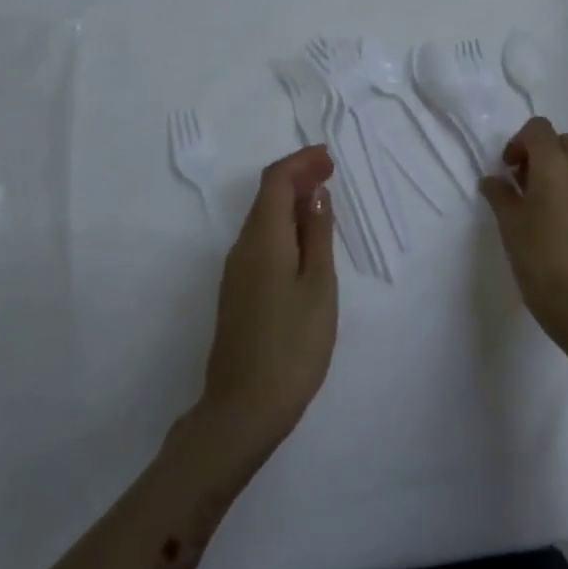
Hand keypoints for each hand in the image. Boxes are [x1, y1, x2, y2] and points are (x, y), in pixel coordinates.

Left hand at [200, 145, 338, 457]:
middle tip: (331, 172)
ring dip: (291, 201)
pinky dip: (284, 226)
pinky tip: (306, 241)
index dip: (301, 162)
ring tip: (324, 201)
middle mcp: (243, 247)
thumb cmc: (293, 346)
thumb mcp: (318, 287)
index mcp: (263, 239)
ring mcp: (236, 271)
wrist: (243, 410)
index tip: (329, 158)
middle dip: (298, 177)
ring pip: (263, 218)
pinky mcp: (238, 291)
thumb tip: (315, 196)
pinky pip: (261, 241)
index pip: (276, 180)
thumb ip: (317, 236)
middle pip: (266, 196)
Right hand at [480, 118, 567, 362]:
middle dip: (543, 155)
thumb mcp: (510, 226)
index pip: (538, 129)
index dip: (520, 142)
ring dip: (564, 173)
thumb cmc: (541, 261)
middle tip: (527, 186)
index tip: (510, 170)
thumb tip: (493, 180)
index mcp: (556, 165)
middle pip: (563, 142)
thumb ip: (500, 194)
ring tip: (548, 208)